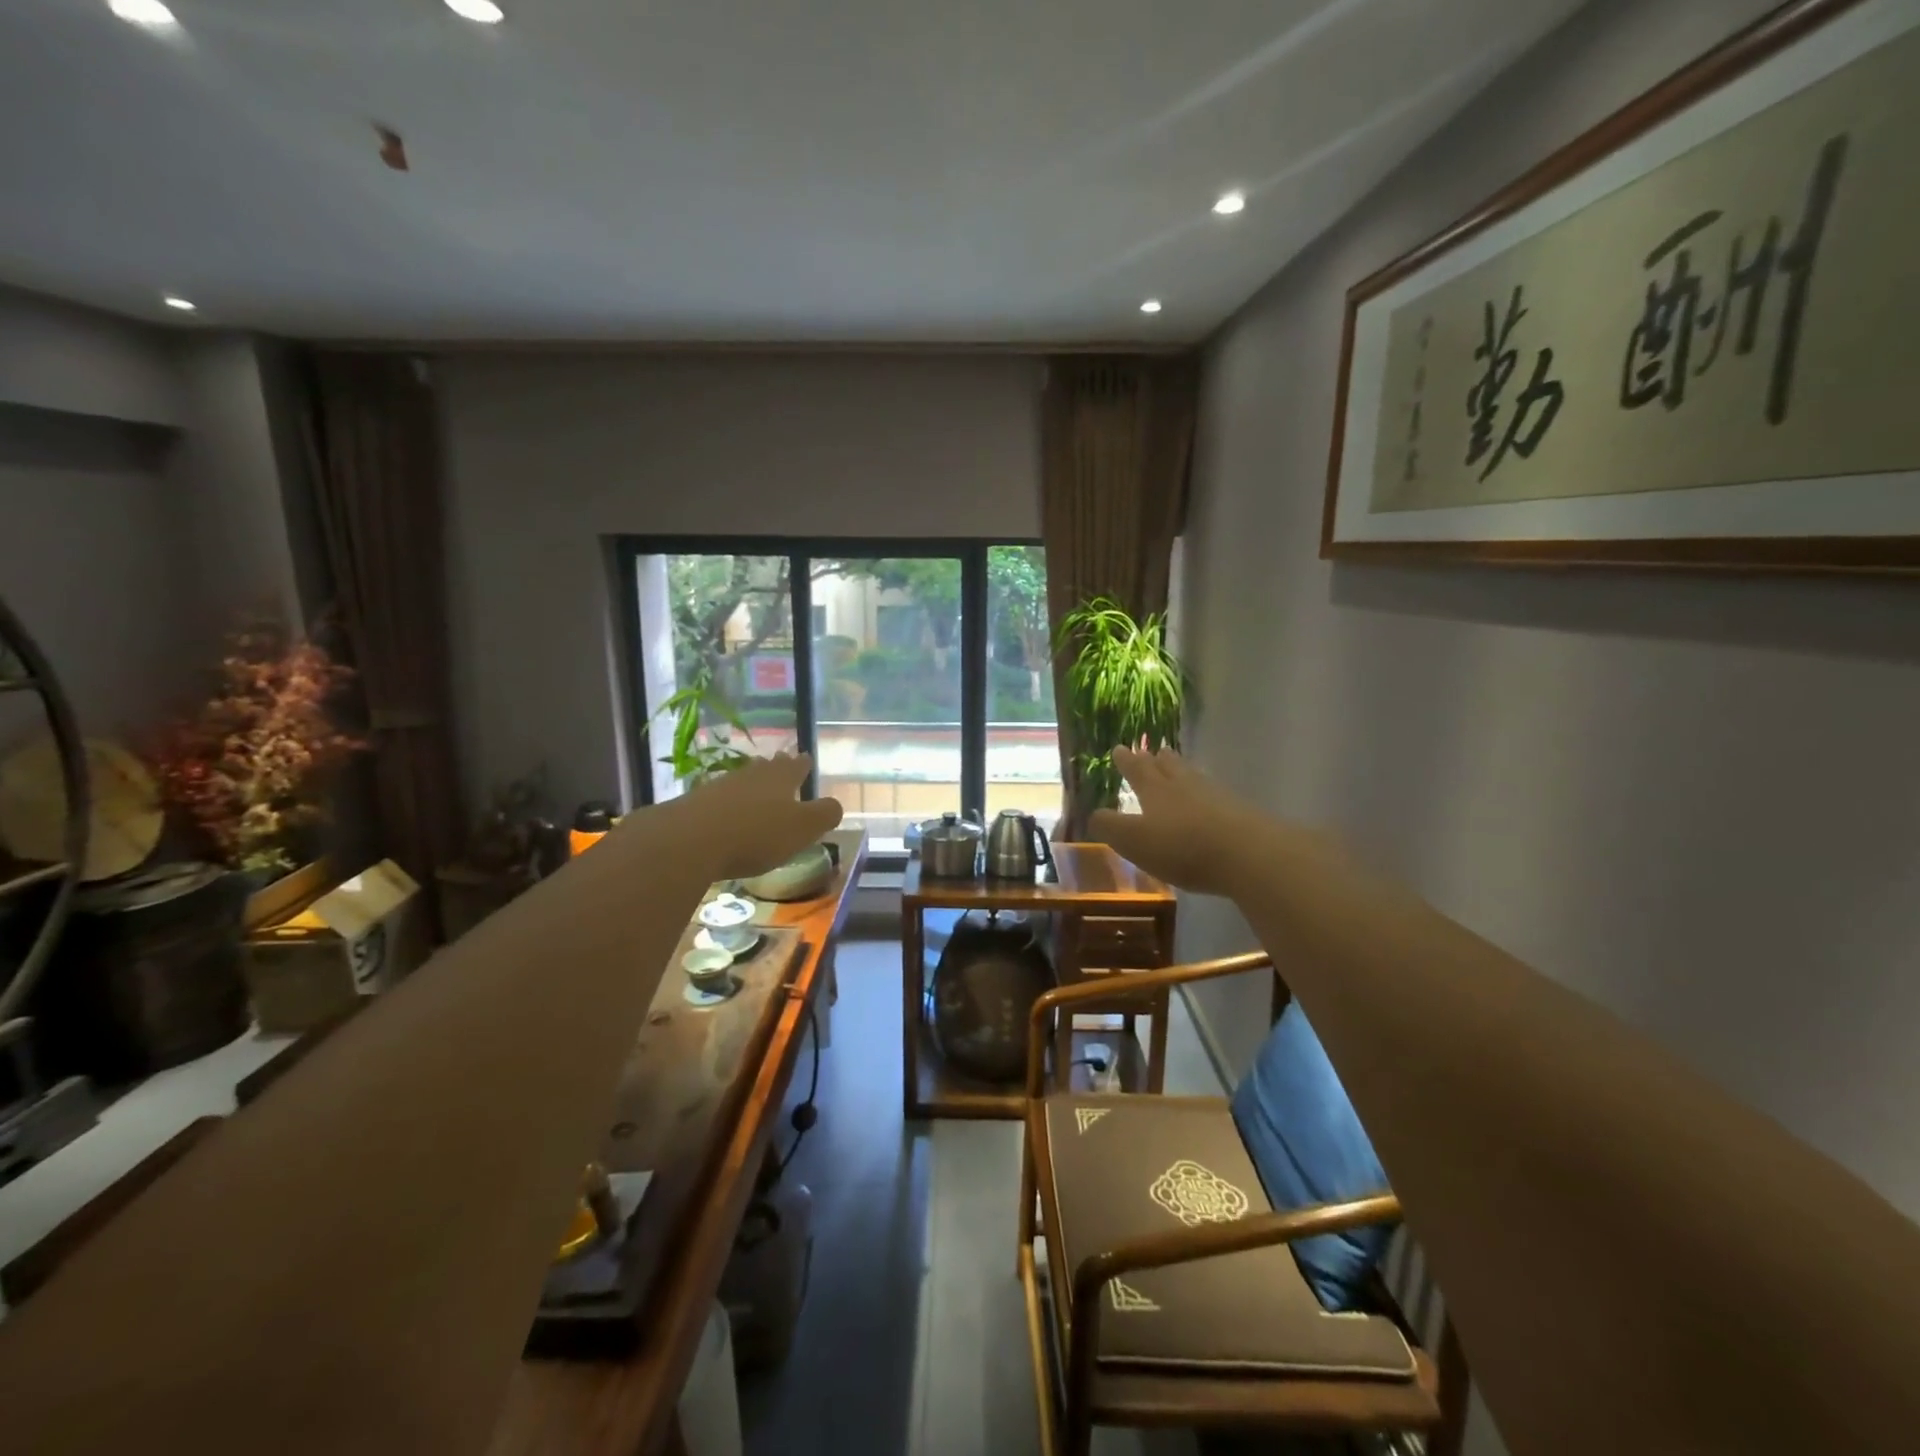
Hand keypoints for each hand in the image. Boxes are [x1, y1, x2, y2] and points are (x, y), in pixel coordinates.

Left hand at [658, 755, 843, 880]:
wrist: (689, 841)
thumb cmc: (756, 834)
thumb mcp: (802, 828)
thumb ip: (824, 815)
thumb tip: (836, 805)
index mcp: (780, 779)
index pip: (796, 766)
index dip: (803, 764)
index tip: (805, 757)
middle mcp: (751, 777)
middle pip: (766, 768)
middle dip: (776, 767)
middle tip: (781, 763)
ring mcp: (720, 788)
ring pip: (742, 780)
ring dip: (751, 783)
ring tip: (756, 787)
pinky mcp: (694, 806)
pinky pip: (719, 799)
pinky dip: (727, 804)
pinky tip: (726, 813)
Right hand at [1086, 748, 1256, 896]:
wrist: (1247, 854)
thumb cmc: (1181, 846)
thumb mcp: (1133, 840)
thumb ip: (1110, 827)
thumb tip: (1094, 813)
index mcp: (1155, 791)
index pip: (1137, 770)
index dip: (1127, 761)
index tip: (1120, 748)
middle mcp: (1185, 786)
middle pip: (1170, 767)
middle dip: (1158, 760)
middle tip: (1156, 750)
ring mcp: (1216, 797)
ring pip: (1195, 778)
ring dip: (1184, 772)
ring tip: (1181, 768)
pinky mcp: (1241, 814)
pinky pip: (1216, 797)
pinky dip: (1207, 795)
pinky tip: (1211, 801)